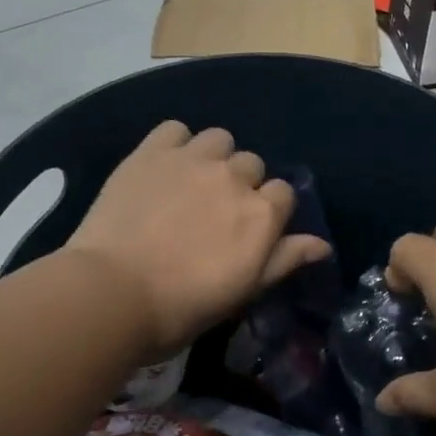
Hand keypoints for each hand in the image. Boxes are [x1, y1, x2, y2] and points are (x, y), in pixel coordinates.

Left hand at [66, 122, 329, 353]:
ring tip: (191, 183)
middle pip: (252, 165)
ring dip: (213, 158)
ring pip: (219, 140)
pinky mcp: (152, 152)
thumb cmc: (184, 305)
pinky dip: (175, 144)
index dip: (268, 210)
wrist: (113, 293)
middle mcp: (235, 177)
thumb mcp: (244, 290)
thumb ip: (285, 259)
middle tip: (214, 212)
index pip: (283, 194)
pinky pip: (175, 129)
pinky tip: (164, 166)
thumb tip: (322, 245)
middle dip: (240, 184)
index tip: (247, 230)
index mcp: (263, 213)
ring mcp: (193, 159)